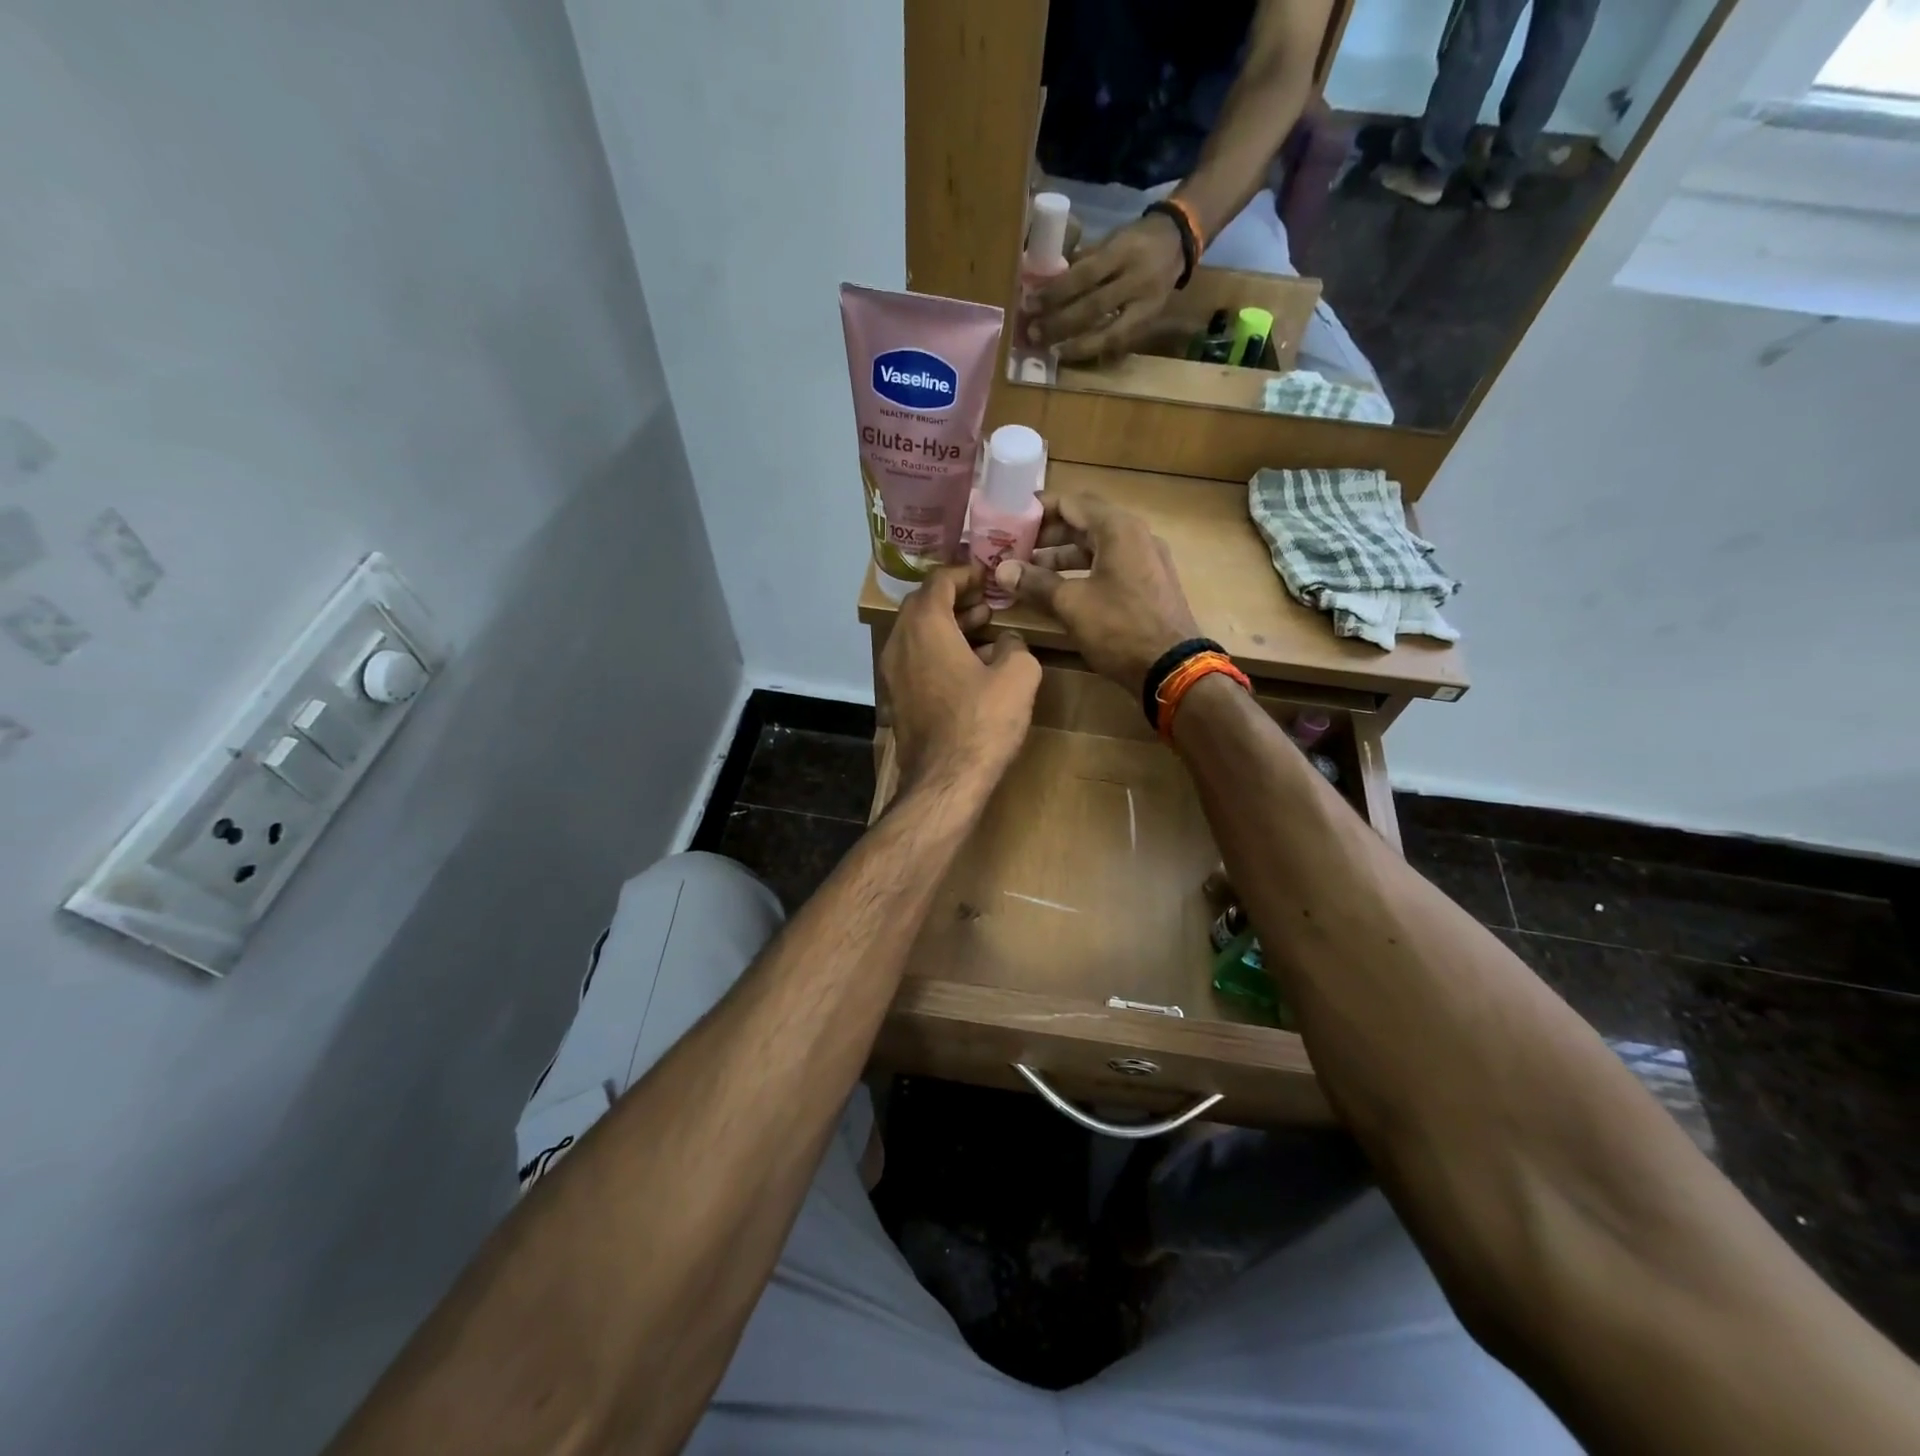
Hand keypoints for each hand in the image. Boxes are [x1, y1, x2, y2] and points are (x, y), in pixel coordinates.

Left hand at [882, 564, 1039, 795]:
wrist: (945, 780)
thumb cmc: (982, 722)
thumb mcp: (1018, 676)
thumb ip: (1016, 646)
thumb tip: (1007, 641)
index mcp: (925, 626)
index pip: (938, 581)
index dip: (964, 573)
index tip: (987, 575)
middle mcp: (901, 643)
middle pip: (923, 606)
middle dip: (955, 598)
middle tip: (986, 601)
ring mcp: (894, 673)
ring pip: (919, 635)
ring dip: (949, 626)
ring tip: (984, 629)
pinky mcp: (898, 699)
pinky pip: (917, 660)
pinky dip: (940, 651)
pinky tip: (971, 666)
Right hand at [993, 495, 1200, 696]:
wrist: (1172, 668)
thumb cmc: (1119, 628)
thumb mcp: (1071, 604)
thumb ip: (1036, 582)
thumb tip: (1002, 570)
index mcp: (1118, 529)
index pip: (1071, 502)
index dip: (1037, 510)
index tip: (1009, 519)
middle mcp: (1135, 536)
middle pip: (1083, 523)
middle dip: (1046, 536)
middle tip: (1013, 549)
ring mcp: (1145, 560)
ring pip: (1095, 547)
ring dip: (1061, 557)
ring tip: (1029, 573)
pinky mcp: (1147, 585)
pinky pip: (1108, 566)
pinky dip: (1081, 572)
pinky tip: (1058, 591)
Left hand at [1028, 213, 1184, 362]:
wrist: (1179, 242)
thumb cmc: (1136, 240)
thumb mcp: (1111, 239)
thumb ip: (1084, 260)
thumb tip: (1048, 284)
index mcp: (1123, 251)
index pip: (1084, 275)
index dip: (1056, 293)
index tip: (1031, 304)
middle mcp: (1136, 280)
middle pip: (1093, 308)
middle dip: (1060, 324)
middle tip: (1034, 334)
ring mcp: (1145, 305)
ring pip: (1107, 333)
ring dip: (1076, 346)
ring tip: (1051, 351)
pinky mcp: (1148, 323)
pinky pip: (1117, 342)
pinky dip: (1093, 350)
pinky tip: (1073, 355)